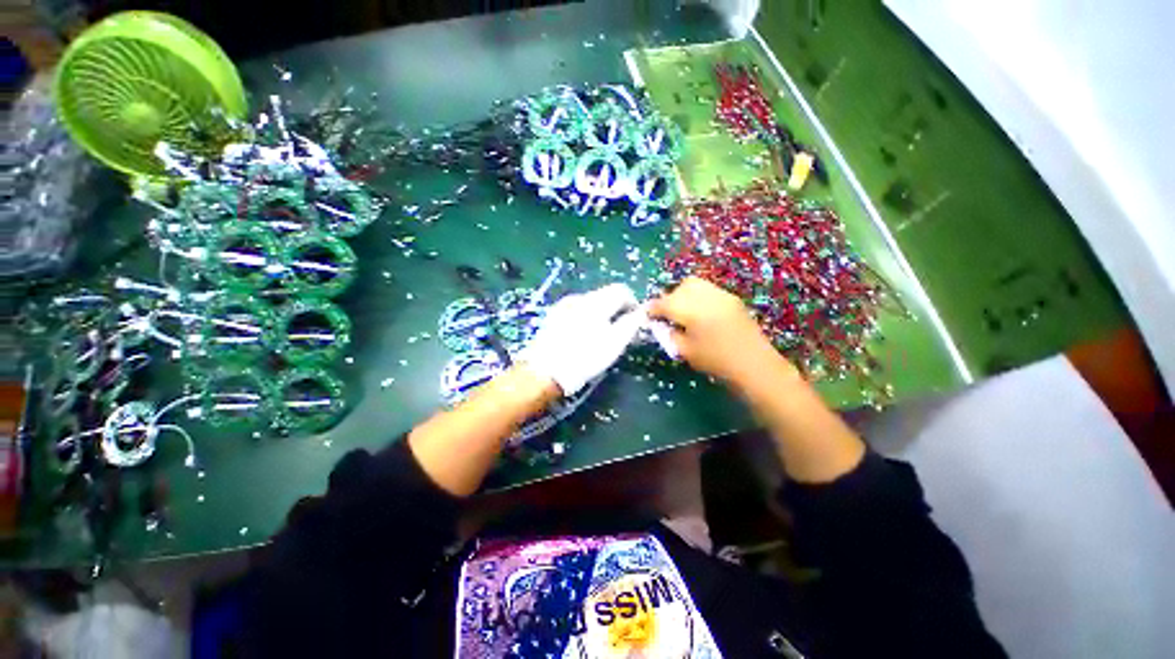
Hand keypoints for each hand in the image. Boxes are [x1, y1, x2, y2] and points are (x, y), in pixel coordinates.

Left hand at [518, 283, 643, 395]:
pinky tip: (581, 337)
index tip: (635, 321)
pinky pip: (576, 310)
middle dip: (616, 309)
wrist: (545, 371)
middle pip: (605, 295)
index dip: (632, 303)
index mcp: (596, 301)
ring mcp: (564, 305)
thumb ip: (631, 324)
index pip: (621, 290)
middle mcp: (579, 297)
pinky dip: (585, 318)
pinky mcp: (553, 315)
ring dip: (600, 314)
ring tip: (599, 337)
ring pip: (590, 303)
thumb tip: (642, 312)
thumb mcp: (614, 343)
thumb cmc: (584, 358)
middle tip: (619, 332)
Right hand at [648, 277, 790, 386]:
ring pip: (695, 284)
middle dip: (669, 298)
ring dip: (684, 294)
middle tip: (667, 314)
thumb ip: (669, 334)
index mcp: (691, 311)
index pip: (664, 303)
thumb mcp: (685, 351)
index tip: (647, 315)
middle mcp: (705, 297)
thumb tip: (661, 324)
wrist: (754, 364)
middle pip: (680, 288)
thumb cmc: (716, 361)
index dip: (653, 308)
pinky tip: (700, 312)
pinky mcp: (731, 298)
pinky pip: (708, 289)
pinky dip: (698, 296)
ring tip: (683, 311)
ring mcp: (721, 295)